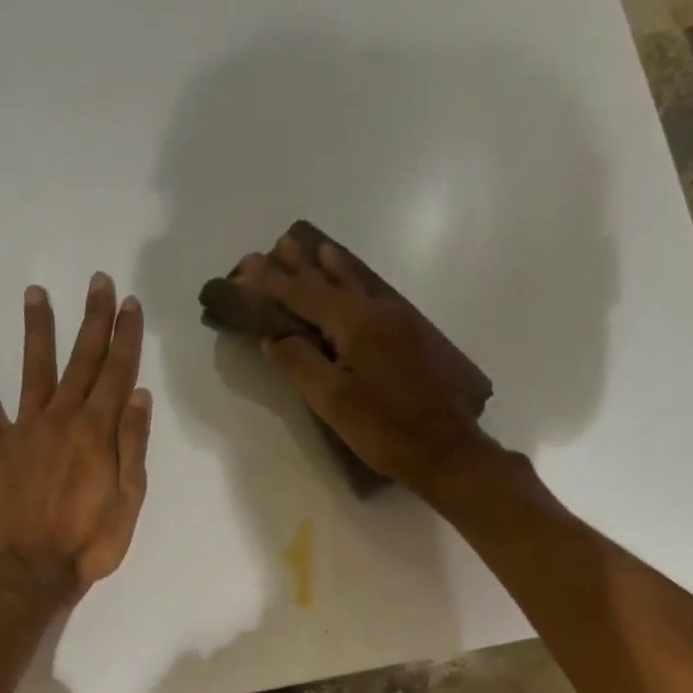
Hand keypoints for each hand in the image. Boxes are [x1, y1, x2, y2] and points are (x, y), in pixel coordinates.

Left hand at [0, 273, 151, 597]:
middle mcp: (62, 420)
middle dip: (92, 319)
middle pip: (81, 361)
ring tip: (36, 292)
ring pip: (33, 369)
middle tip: (98, 281)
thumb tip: (138, 395)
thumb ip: (133, 446)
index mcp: (98, 433)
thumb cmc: (89, 544)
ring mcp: (25, 430)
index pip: (116, 373)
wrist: (31, 573)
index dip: (125, 337)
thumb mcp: (129, 502)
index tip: (129, 304)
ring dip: (37, 330)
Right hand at [231, 235, 494, 494]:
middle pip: (331, 280)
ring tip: (318, 249)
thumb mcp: (333, 401)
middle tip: (280, 244)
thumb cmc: (383, 428)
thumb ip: (300, 363)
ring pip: (358, 284)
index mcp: (354, 323)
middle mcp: (377, 311)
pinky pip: (374, 296)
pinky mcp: (412, 336)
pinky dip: (355, 283)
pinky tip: (354, 285)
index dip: (272, 281)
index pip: (303, 294)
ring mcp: (399, 321)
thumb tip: (274, 337)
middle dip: (302, 265)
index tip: (247, 266)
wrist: (445, 448)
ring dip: (332, 267)